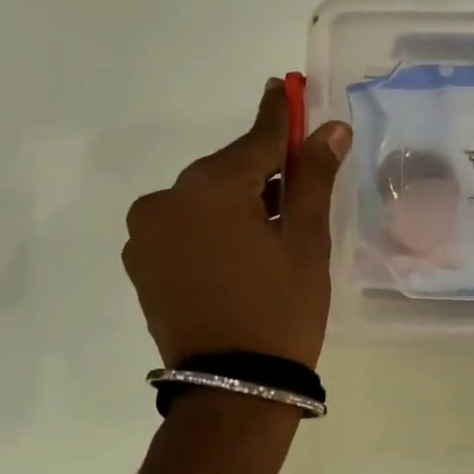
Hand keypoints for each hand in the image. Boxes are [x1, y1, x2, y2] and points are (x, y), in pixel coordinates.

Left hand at [124, 79, 351, 369]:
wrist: (233, 388)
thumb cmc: (281, 309)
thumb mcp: (306, 240)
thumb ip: (313, 177)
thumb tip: (330, 128)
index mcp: (210, 187)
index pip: (257, 138)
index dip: (279, 114)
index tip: (285, 85)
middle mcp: (167, 199)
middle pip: (228, 169)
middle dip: (264, 169)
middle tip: (301, 177)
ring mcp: (148, 233)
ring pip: (205, 198)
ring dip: (239, 200)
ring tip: (275, 226)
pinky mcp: (143, 263)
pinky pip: (186, 225)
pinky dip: (214, 225)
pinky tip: (242, 251)